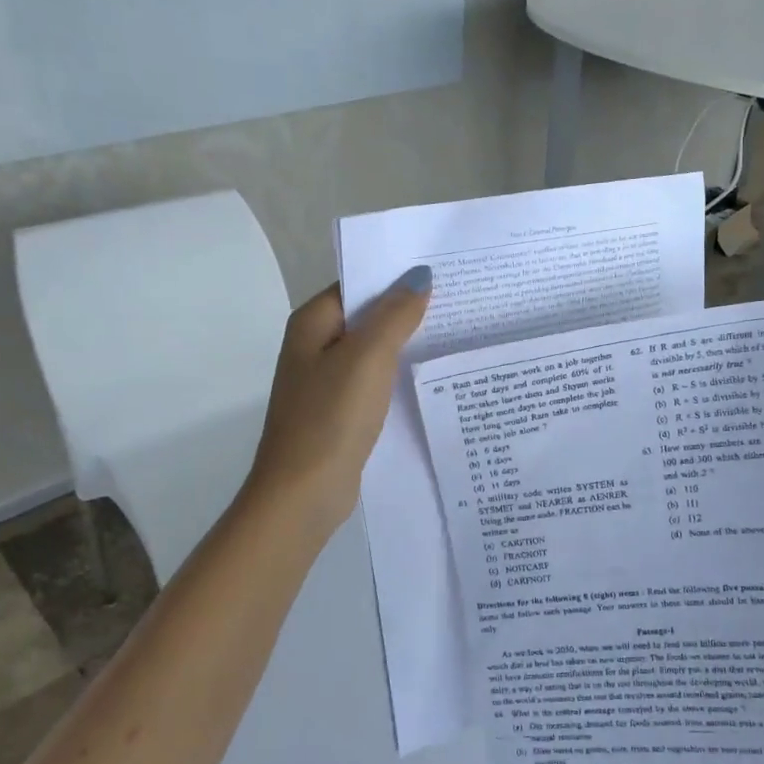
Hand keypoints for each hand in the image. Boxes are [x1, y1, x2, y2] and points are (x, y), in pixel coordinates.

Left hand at [244, 267, 431, 538]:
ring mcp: (327, 382)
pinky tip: (430, 376)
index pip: (357, 285)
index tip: (440, 271)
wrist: (303, 492)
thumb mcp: (367, 358)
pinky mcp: (341, 412)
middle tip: (459, 299)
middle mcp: (315, 347)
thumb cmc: (331, 417)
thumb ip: (395, 315)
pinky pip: (374, 382)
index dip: (395, 276)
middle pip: (366, 317)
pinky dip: (398, 375)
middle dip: (406, 309)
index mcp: (312, 324)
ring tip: (455, 331)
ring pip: (373, 351)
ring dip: (406, 343)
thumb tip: (420, 276)